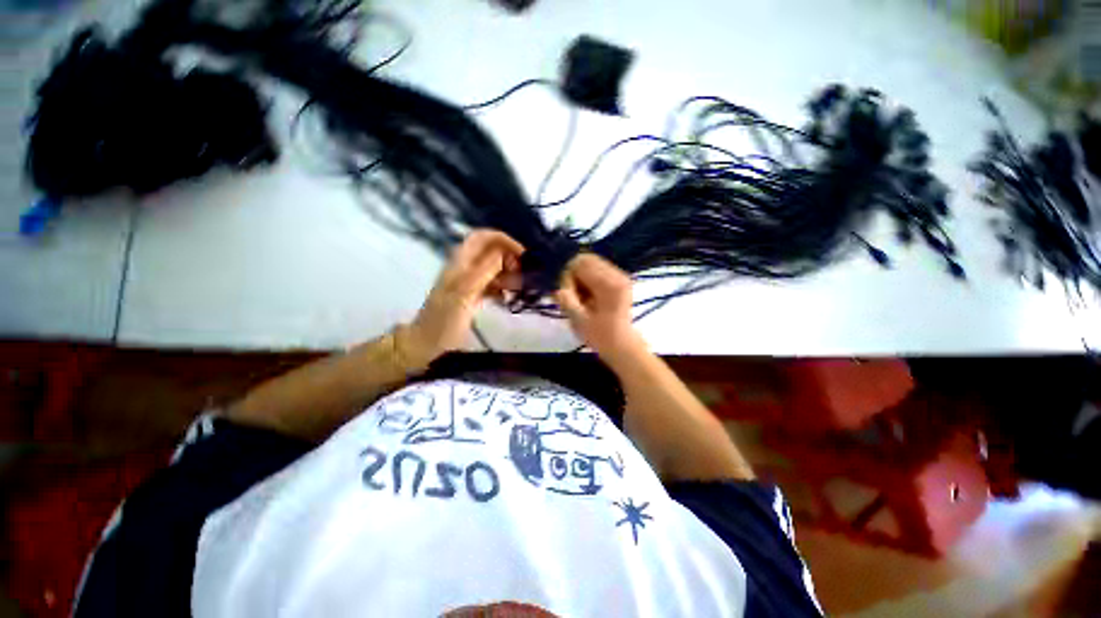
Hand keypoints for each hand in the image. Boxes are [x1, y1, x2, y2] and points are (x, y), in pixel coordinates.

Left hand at [406, 230, 523, 363]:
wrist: (427, 345)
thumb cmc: (444, 319)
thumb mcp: (465, 293)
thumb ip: (485, 271)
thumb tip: (505, 254)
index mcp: (460, 262)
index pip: (483, 237)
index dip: (504, 240)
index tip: (522, 255)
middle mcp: (465, 267)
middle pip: (490, 252)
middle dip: (509, 258)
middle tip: (522, 274)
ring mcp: (468, 282)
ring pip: (492, 269)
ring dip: (507, 274)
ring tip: (518, 288)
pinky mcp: (471, 296)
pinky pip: (491, 285)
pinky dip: (502, 288)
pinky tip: (507, 298)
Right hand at [555, 254, 644, 360]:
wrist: (622, 345)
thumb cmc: (600, 336)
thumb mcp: (578, 320)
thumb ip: (567, 300)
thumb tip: (558, 286)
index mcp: (608, 285)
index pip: (579, 265)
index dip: (567, 278)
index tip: (565, 295)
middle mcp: (617, 274)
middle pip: (586, 259)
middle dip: (573, 274)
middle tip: (570, 294)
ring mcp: (620, 275)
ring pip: (591, 262)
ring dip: (580, 276)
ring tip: (579, 295)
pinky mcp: (620, 279)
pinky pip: (598, 268)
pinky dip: (588, 278)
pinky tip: (588, 294)